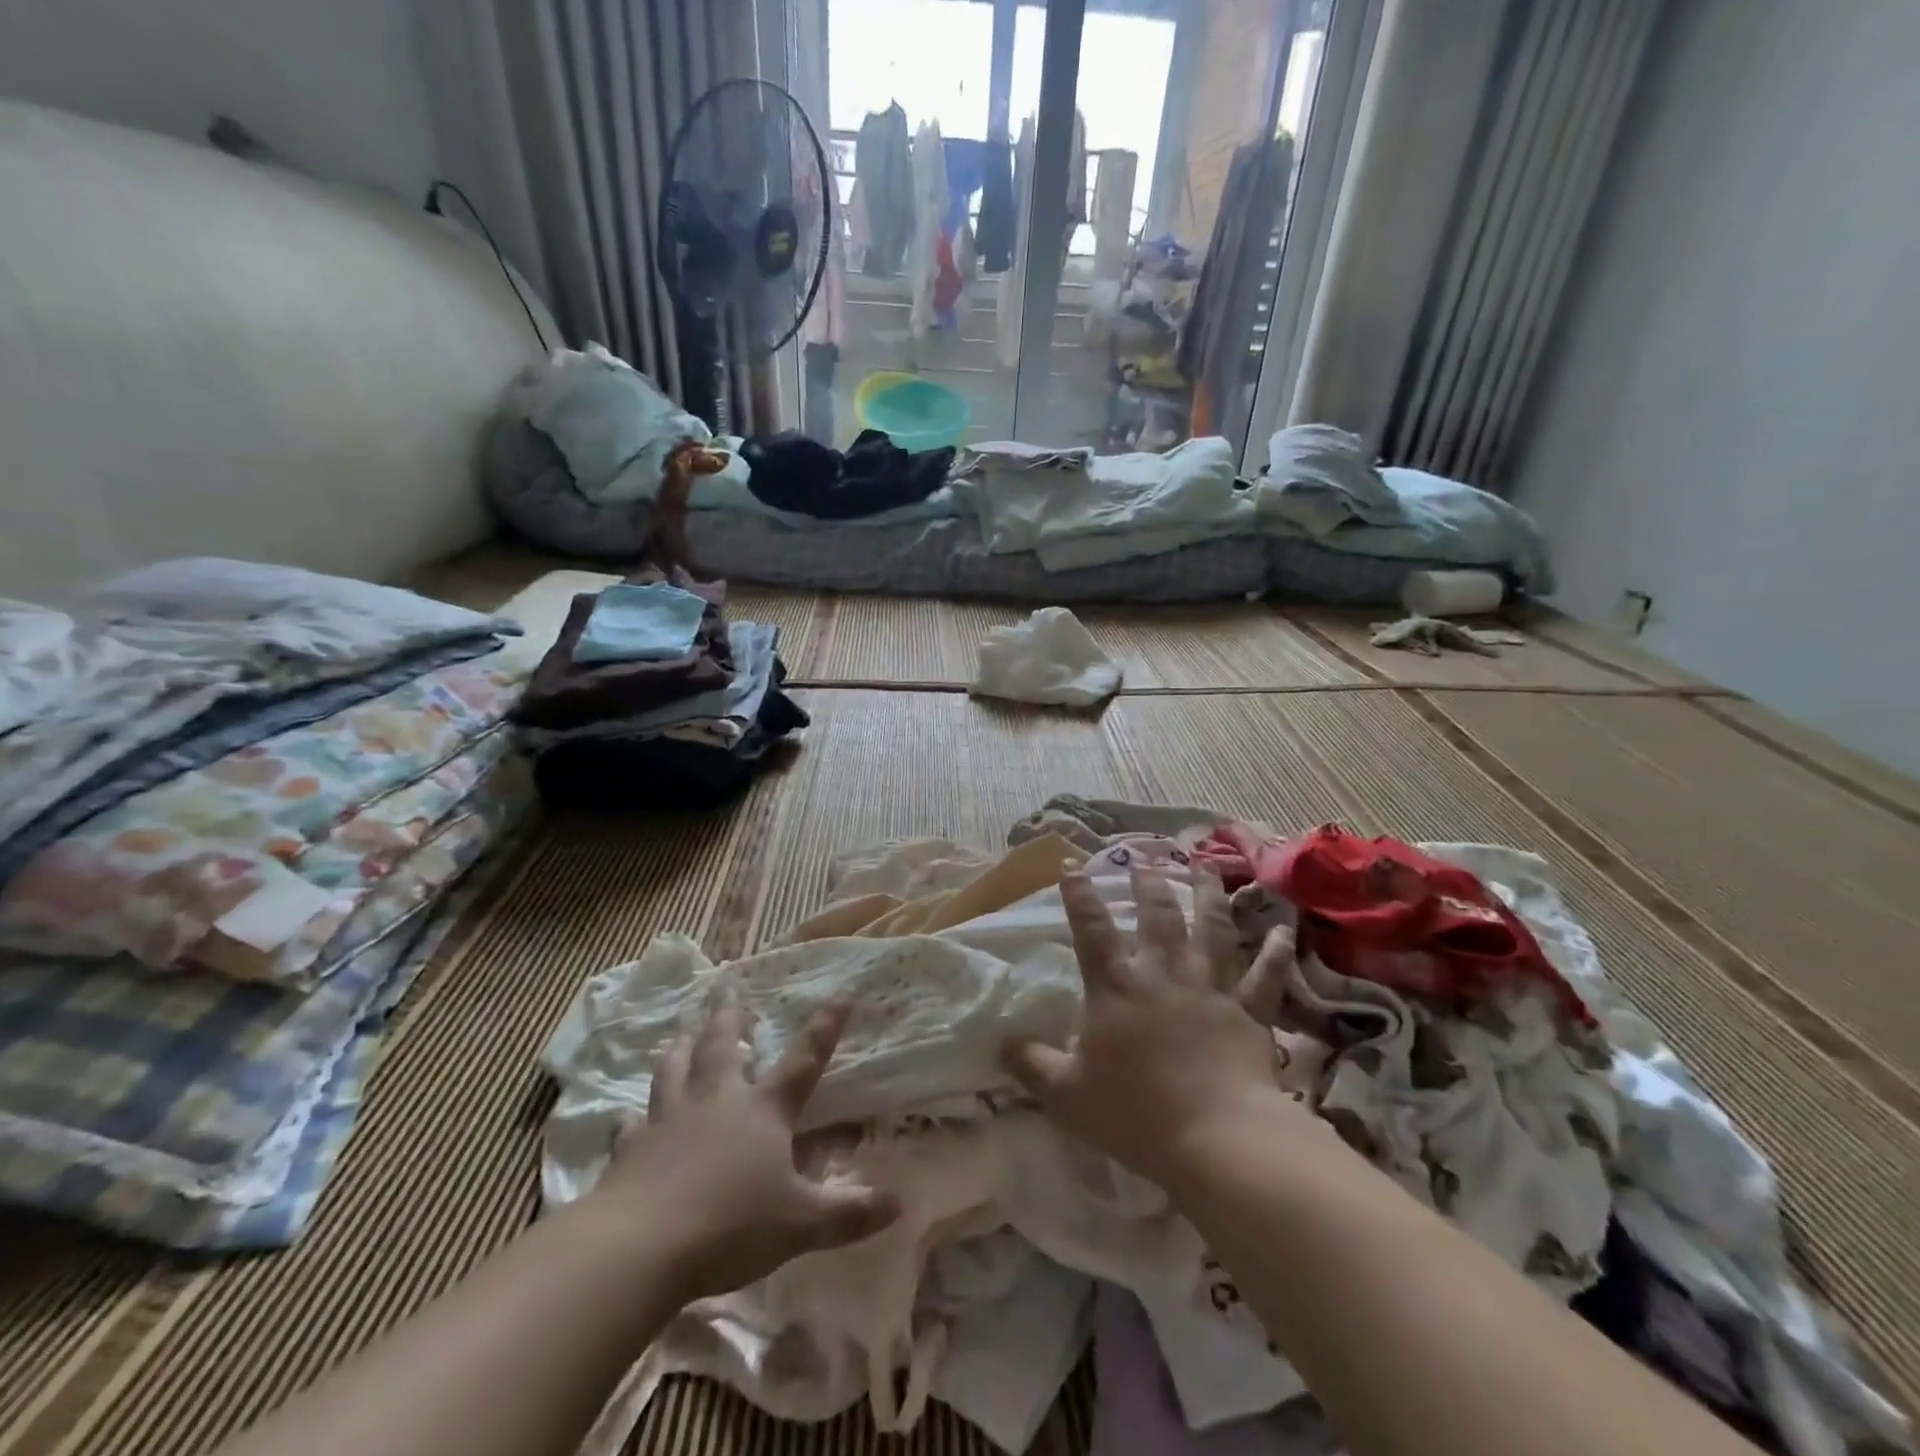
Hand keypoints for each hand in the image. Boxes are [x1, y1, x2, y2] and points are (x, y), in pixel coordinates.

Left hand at [589, 987, 900, 1301]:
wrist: (641, 1247)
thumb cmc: (731, 1226)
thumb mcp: (801, 1224)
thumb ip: (849, 1213)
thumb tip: (900, 1204)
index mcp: (763, 1111)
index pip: (803, 1061)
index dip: (825, 1028)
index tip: (842, 994)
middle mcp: (716, 1102)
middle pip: (723, 1047)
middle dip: (728, 1015)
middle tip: (726, 987)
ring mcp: (669, 1121)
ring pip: (674, 1071)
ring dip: (679, 1048)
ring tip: (680, 1031)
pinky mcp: (630, 1149)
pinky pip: (630, 1125)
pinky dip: (631, 1117)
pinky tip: (626, 1116)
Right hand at [1002, 866, 1304, 1189]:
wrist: (1217, 1138)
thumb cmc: (1136, 1113)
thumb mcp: (1066, 1094)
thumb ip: (1032, 1065)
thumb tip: (1002, 1042)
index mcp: (1116, 987)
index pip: (1091, 929)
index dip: (1079, 895)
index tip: (1072, 864)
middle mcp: (1163, 973)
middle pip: (1157, 915)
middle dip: (1148, 883)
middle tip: (1145, 860)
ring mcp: (1210, 987)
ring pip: (1211, 929)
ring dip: (1208, 895)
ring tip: (1205, 867)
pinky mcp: (1249, 1011)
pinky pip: (1265, 975)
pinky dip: (1276, 951)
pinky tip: (1284, 929)